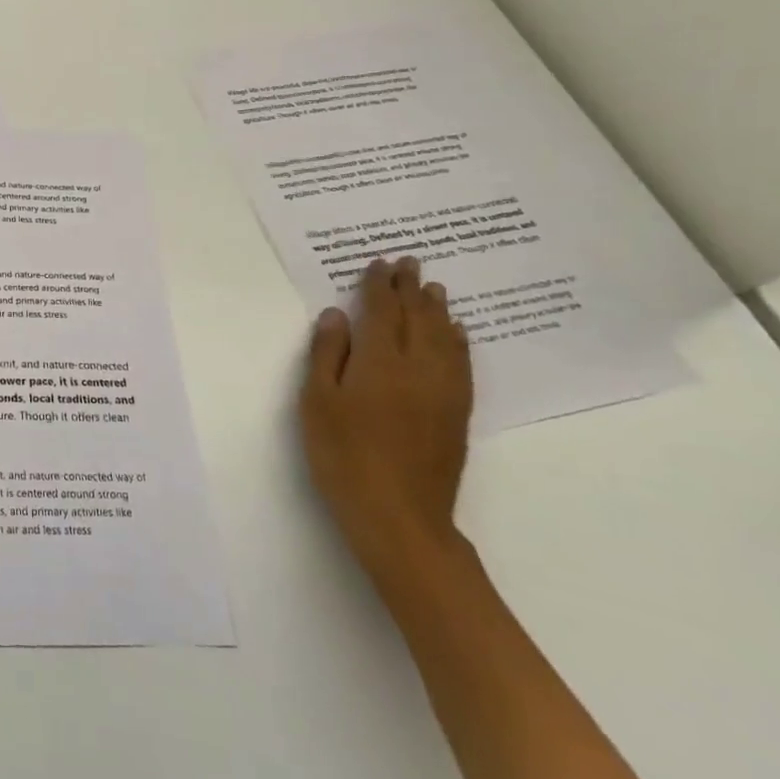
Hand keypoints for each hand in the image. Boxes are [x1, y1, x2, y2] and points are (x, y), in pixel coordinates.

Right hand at [299, 256, 472, 580]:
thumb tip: (337, 314)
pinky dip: (458, 341)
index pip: (383, 311)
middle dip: (411, 288)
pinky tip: (456, 334)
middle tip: (410, 262)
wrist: (399, 516)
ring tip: (434, 287)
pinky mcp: (456, 413)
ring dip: (437, 309)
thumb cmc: (344, 455)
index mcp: (380, 361)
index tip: (379, 262)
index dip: (380, 285)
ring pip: (444, 337)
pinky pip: (461, 364)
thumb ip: (327, 354)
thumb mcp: (317, 402)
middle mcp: (418, 368)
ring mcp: (443, 391)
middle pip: (418, 317)